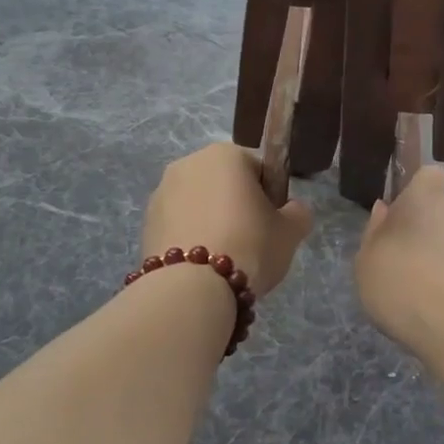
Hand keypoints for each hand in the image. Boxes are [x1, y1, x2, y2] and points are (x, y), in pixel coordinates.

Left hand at [142, 142, 313, 296]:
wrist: (192, 289)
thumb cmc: (249, 246)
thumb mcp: (291, 231)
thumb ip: (298, 213)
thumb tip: (292, 210)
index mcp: (225, 154)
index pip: (259, 169)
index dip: (270, 197)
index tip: (273, 224)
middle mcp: (188, 164)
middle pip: (224, 184)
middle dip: (237, 207)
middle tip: (252, 243)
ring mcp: (161, 193)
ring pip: (199, 205)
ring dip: (212, 222)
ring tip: (224, 260)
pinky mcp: (145, 224)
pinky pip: (179, 226)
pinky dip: (191, 240)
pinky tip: (201, 268)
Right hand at [355, 167, 443, 348]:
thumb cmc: (399, 280)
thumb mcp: (367, 258)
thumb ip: (375, 230)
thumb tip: (384, 209)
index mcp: (424, 199)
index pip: (431, 175)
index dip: (418, 188)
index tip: (400, 210)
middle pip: (439, 210)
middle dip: (423, 227)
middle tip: (399, 256)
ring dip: (436, 256)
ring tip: (413, 288)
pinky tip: (431, 306)